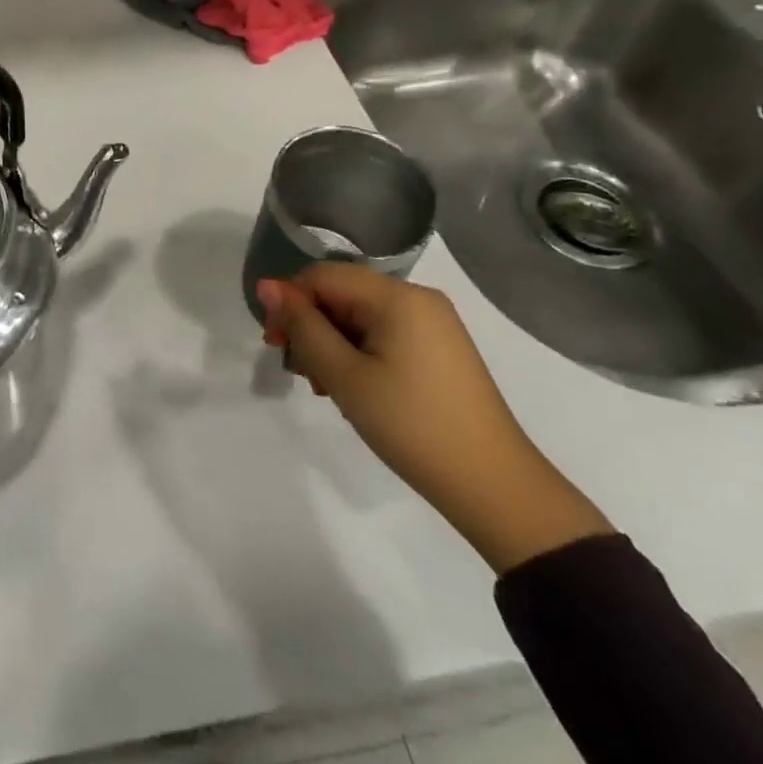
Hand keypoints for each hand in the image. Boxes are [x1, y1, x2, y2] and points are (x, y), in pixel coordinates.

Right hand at [258, 264, 610, 572]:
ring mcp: (433, 323)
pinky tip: (352, 388)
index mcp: (397, 296)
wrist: (495, 487)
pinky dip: (359, 353)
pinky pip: (384, 334)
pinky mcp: (440, 348)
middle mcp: (417, 298)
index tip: (273, 343)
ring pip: (361, 316)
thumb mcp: (345, 376)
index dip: (289, 302)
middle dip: (311, 326)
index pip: (323, 276)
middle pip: (342, 294)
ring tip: (324, 387)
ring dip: (332, 343)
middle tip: (297, 371)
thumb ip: (303, 326)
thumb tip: (267, 286)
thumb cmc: (412, 425)